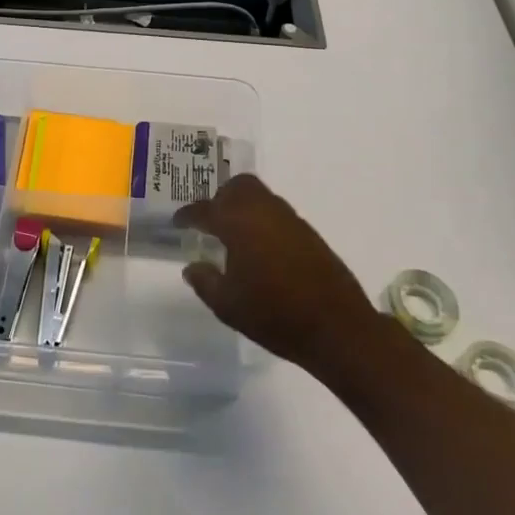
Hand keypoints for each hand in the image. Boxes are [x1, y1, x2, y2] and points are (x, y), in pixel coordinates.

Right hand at [175, 174, 376, 374]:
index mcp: (238, 222)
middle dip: (220, 198)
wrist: (337, 327)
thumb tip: (192, 266)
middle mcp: (264, 211)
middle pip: (238, 186)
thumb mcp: (228, 305)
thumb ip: (205, 281)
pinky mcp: (308, 233)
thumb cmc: (275, 315)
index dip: (187, 215)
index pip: (205, 209)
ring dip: (243, 207)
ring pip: (260, 196)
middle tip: (209, 221)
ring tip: (232, 235)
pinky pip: (277, 213)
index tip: (178, 222)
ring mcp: (290, 219)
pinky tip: (259, 248)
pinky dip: (261, 220)